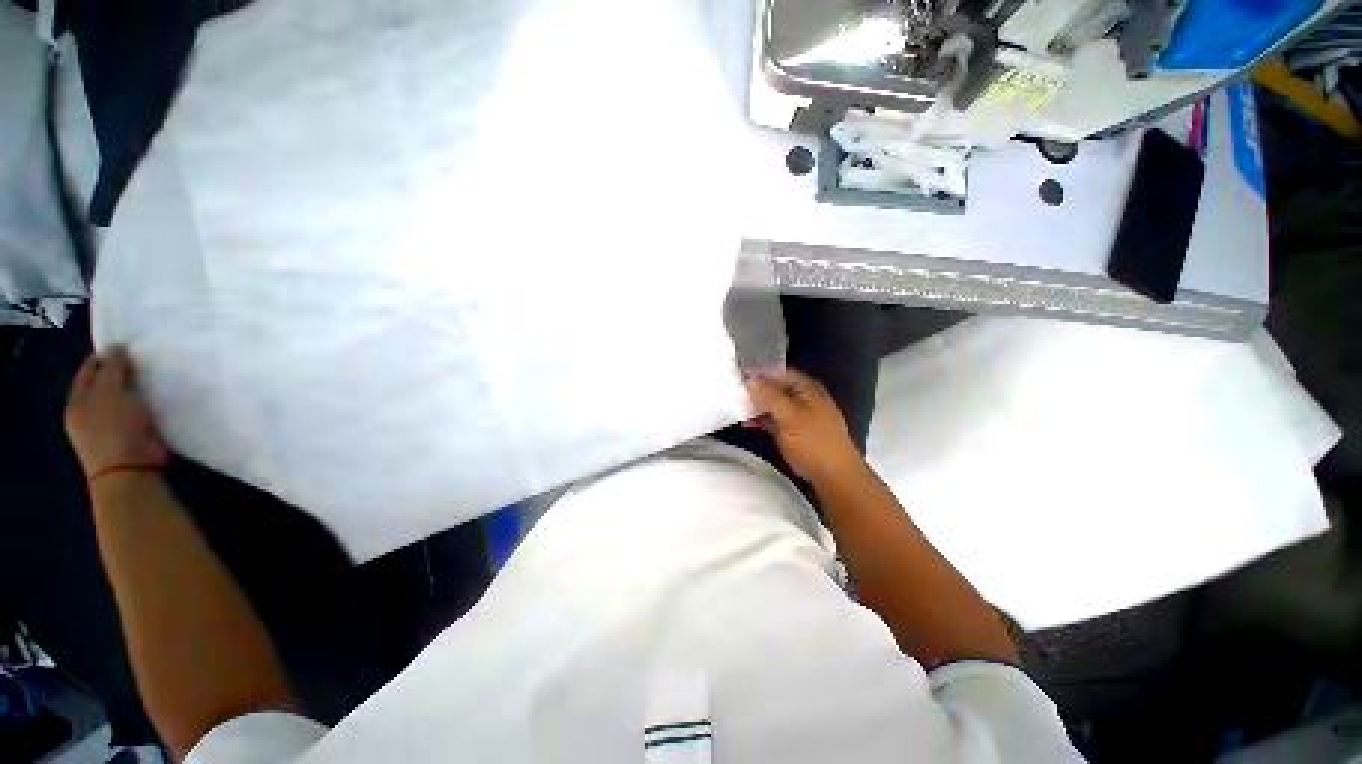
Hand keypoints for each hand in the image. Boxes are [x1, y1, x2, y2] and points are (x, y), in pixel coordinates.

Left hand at [64, 349, 168, 479]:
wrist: (131, 472)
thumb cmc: (113, 430)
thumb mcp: (109, 393)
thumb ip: (112, 368)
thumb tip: (117, 347)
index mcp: (77, 401)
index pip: (90, 369)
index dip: (107, 355)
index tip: (130, 346)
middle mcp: (89, 413)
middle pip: (106, 384)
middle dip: (123, 372)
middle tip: (144, 361)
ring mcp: (110, 427)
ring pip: (123, 399)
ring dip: (136, 389)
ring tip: (155, 379)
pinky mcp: (131, 436)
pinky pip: (138, 413)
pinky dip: (147, 405)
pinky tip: (159, 400)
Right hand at [744, 368, 863, 485]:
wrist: (832, 475)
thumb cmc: (814, 441)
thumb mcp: (791, 416)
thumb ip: (769, 396)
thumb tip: (749, 378)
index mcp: (806, 388)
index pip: (779, 372)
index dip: (760, 372)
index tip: (738, 374)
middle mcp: (800, 397)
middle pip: (774, 387)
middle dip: (755, 389)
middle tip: (732, 389)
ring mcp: (795, 415)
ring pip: (771, 404)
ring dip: (755, 405)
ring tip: (734, 406)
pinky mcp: (789, 430)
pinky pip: (771, 419)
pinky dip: (759, 420)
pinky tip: (745, 423)